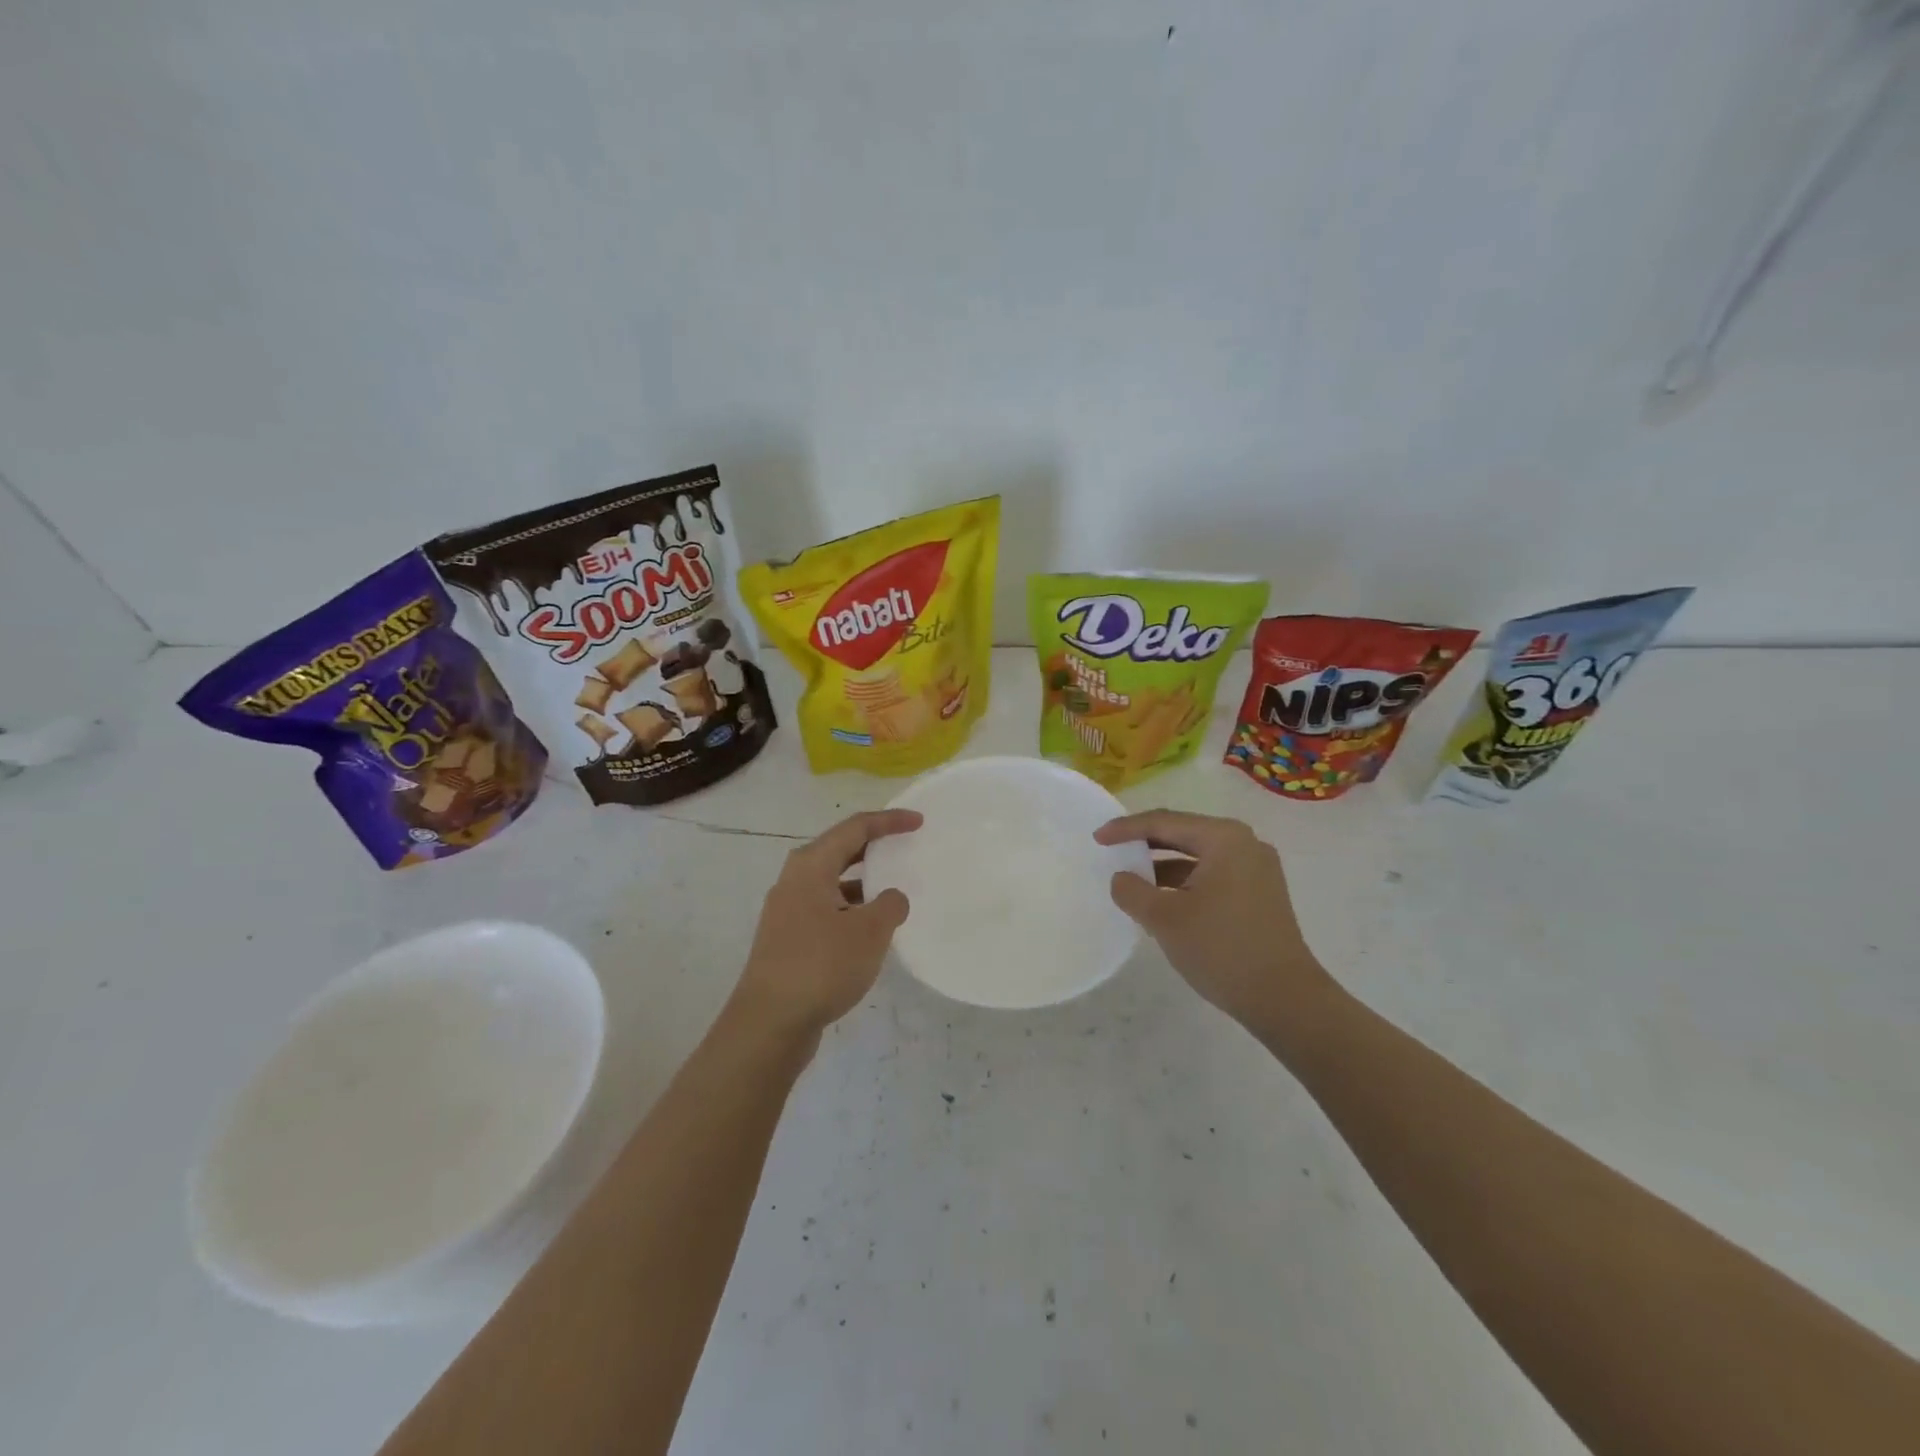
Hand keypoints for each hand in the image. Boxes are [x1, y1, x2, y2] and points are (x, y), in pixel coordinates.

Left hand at [732, 809, 921, 1035]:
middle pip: (839, 850)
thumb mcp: (869, 931)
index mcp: (811, 866)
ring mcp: (787, 911)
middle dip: (873, 846)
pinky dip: (851, 909)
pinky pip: (826, 908)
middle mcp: (794, 880)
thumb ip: (889, 905)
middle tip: (905, 847)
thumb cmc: (821, 966)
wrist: (768, 1023)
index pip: (855, 828)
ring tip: (893, 891)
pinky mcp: (788, 939)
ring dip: (862, 882)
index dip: (888, 821)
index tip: (918, 822)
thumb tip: (890, 898)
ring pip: (832, 882)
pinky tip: (870, 931)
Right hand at [1095, 810, 1334, 1032]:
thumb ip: (1132, 891)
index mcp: (1224, 838)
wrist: (1285, 1000)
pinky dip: (1185, 882)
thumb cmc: (1221, 949)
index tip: (1097, 838)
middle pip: (1184, 833)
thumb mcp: (1164, 919)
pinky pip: (1213, 875)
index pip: (1164, 822)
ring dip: (1164, 865)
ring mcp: (1257, 869)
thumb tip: (1122, 878)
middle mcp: (1245, 844)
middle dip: (1146, 843)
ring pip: (1198, 856)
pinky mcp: (1261, 894)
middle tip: (1112, 850)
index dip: (1126, 829)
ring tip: (1132, 878)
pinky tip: (1162, 900)